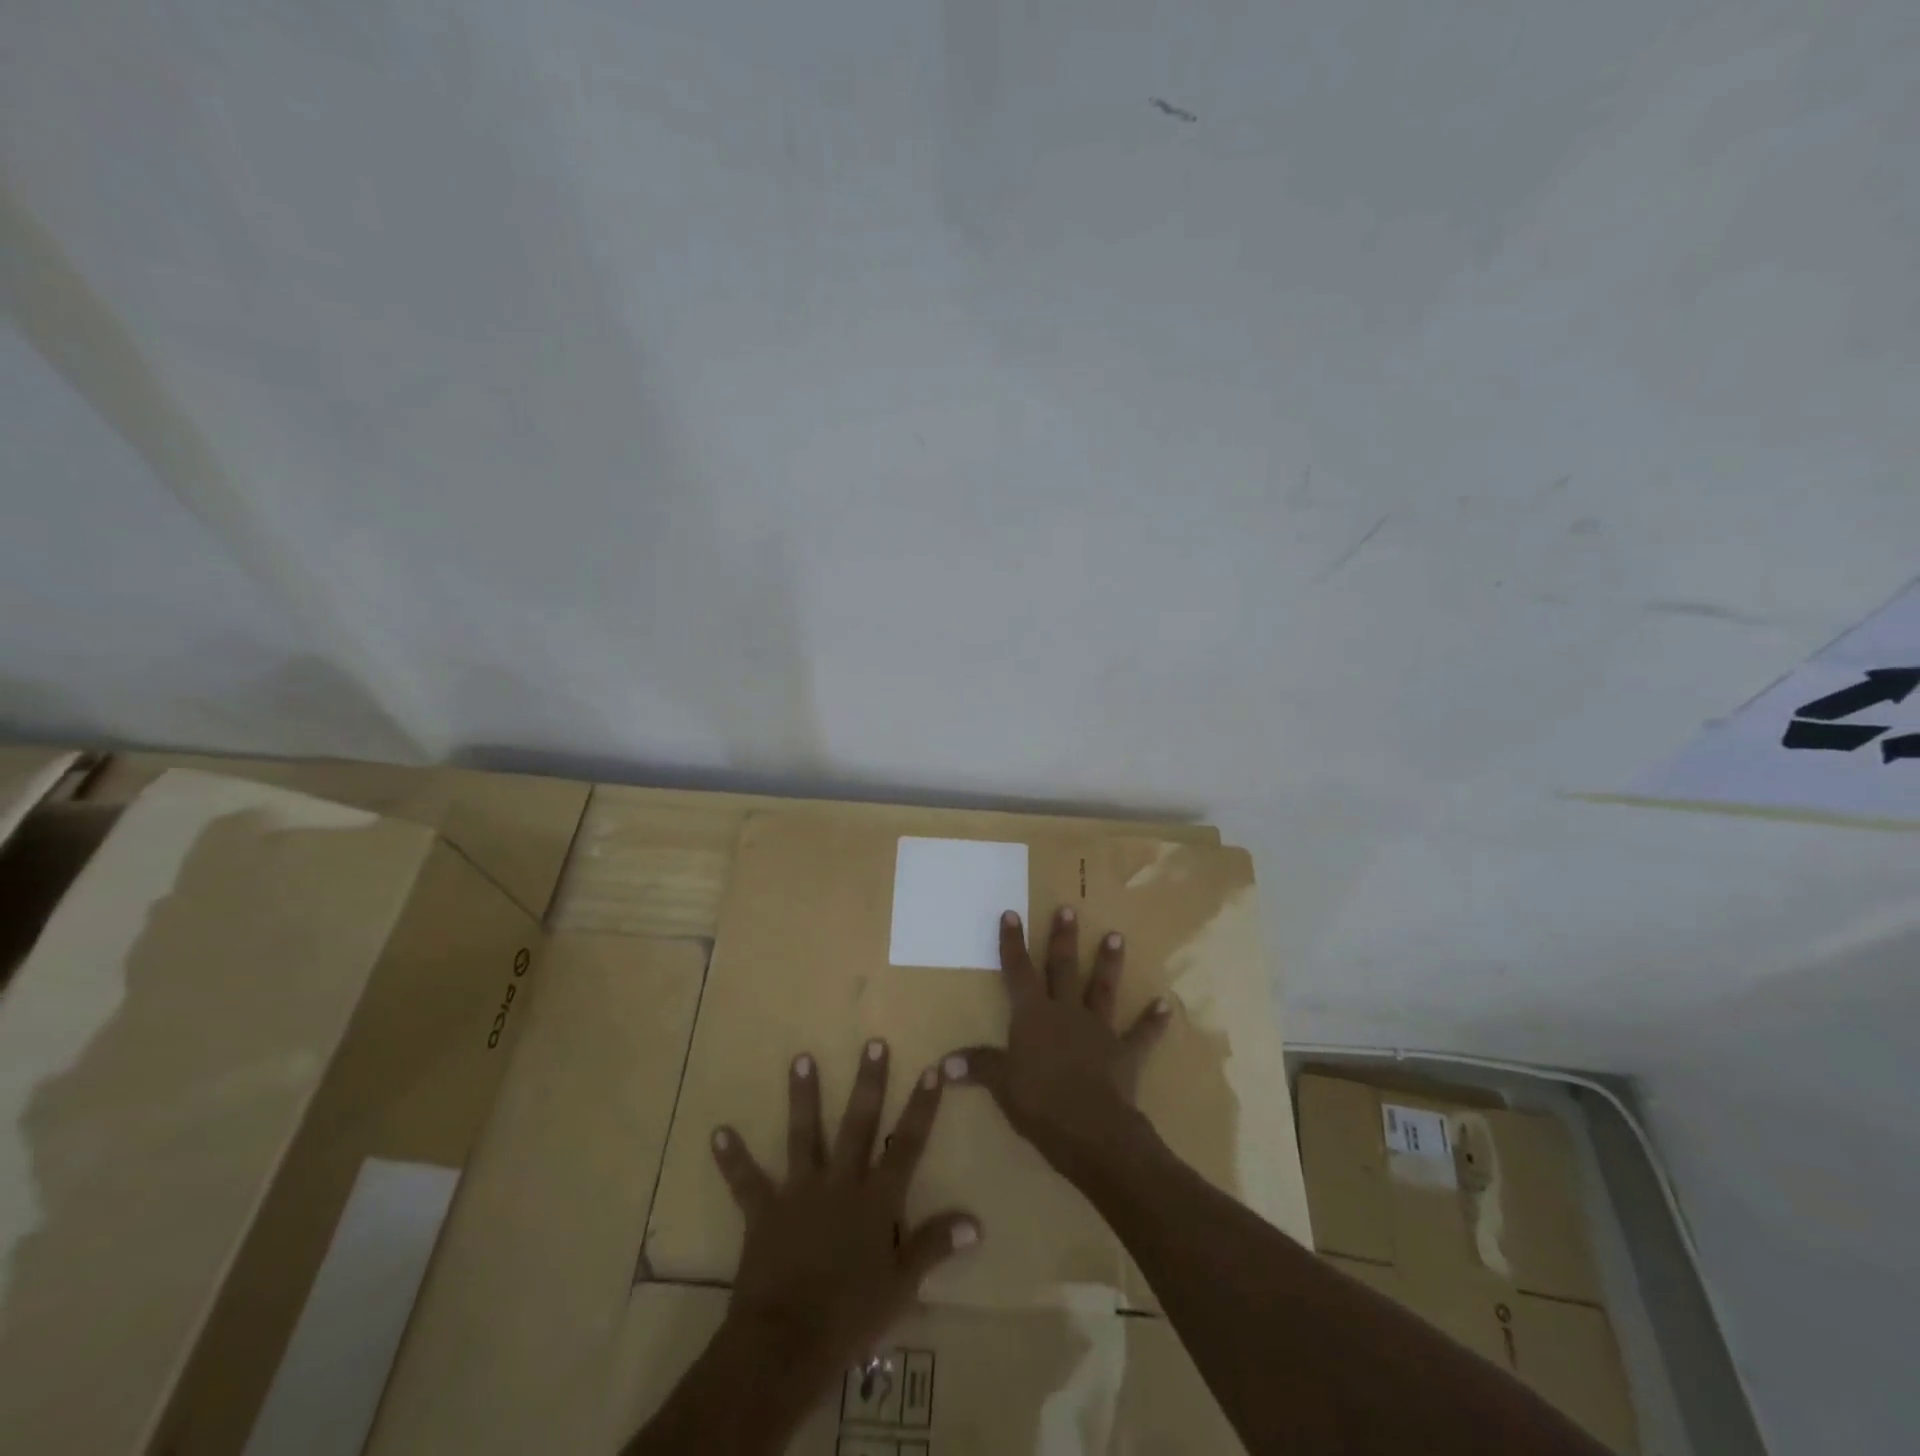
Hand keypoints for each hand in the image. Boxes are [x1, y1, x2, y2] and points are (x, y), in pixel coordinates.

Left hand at [709, 1040, 979, 1386]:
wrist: (786, 1342)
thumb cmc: (850, 1316)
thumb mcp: (901, 1286)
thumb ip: (935, 1246)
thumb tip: (976, 1221)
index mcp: (876, 1199)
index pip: (907, 1145)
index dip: (921, 1107)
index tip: (932, 1069)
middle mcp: (840, 1182)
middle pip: (858, 1123)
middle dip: (868, 1082)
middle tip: (872, 1043)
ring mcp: (800, 1192)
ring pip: (804, 1134)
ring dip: (802, 1096)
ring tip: (800, 1058)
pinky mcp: (764, 1211)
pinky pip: (746, 1181)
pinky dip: (732, 1158)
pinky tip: (717, 1132)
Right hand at [948, 907, 1171, 1178]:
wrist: (1091, 1129)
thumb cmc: (1039, 1103)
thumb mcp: (1001, 1084)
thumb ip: (978, 1067)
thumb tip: (944, 1063)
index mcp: (1033, 1015)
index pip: (1018, 971)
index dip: (1013, 943)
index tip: (1011, 913)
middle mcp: (1066, 1012)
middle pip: (1063, 968)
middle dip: (1063, 938)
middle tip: (1069, 909)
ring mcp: (1098, 1030)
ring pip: (1102, 989)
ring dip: (1109, 963)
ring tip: (1116, 936)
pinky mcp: (1124, 1053)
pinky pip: (1141, 1034)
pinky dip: (1153, 1021)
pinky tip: (1165, 1006)